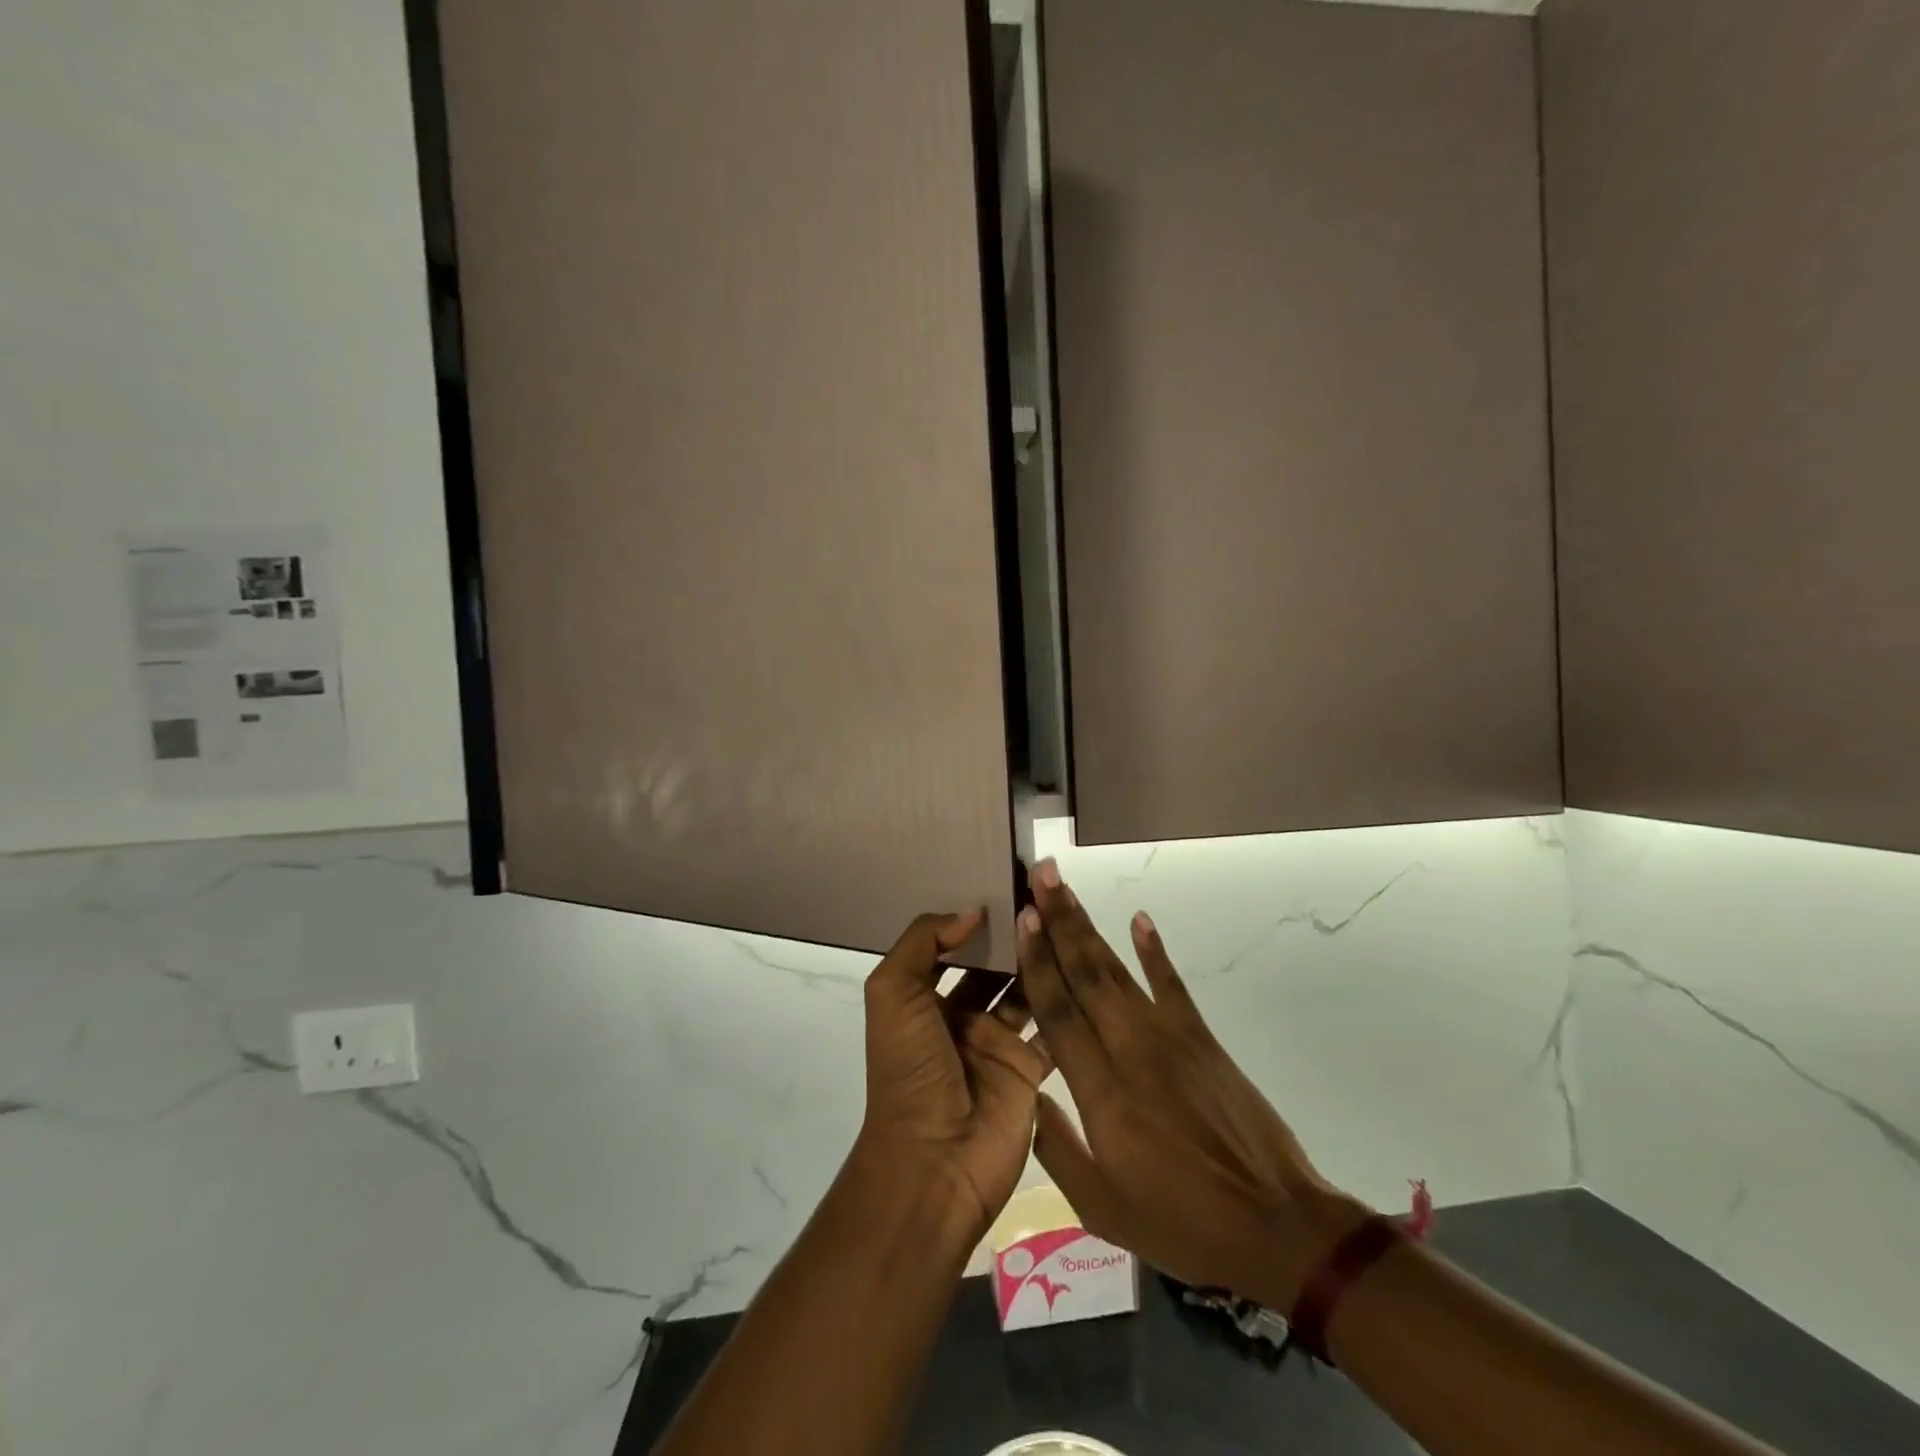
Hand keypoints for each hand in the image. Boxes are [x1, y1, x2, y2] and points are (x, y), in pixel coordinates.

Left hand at [857, 910, 1054, 1244]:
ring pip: (1025, 991)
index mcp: (924, 999)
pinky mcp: (1029, 1071)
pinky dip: (1067, 1004)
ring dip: (1042, 962)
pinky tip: (1087, 967)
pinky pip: (1052, 1029)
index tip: (1005, 883)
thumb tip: (971, 911)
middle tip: (1047, 895)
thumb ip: (923, 942)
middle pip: (993, 966)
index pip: (951, 947)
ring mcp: (997, 1044)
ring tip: (1068, 921)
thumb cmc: (910, 1070)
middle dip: (1014, 936)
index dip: (974, 919)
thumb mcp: (894, 994)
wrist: (935, 1163)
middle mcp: (961, 1016)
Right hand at [1016, 862, 1366, 1307]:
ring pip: (1118, 971)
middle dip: (1059, 923)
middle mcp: (1131, 1049)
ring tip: (1065, 890)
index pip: (1059, 1012)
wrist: (1276, 1225)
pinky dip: (1154, 950)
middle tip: (1038, 878)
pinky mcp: (1202, 1039)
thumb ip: (1056, 1149)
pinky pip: (1172, 984)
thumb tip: (1025, 1097)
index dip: (1038, 962)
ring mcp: (1170, 1038)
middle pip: (1086, 975)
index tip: (1023, 919)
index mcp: (1102, 1092)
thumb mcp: (1103, 1208)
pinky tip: (1139, 920)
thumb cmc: (1183, 1222)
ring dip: (1089, 927)